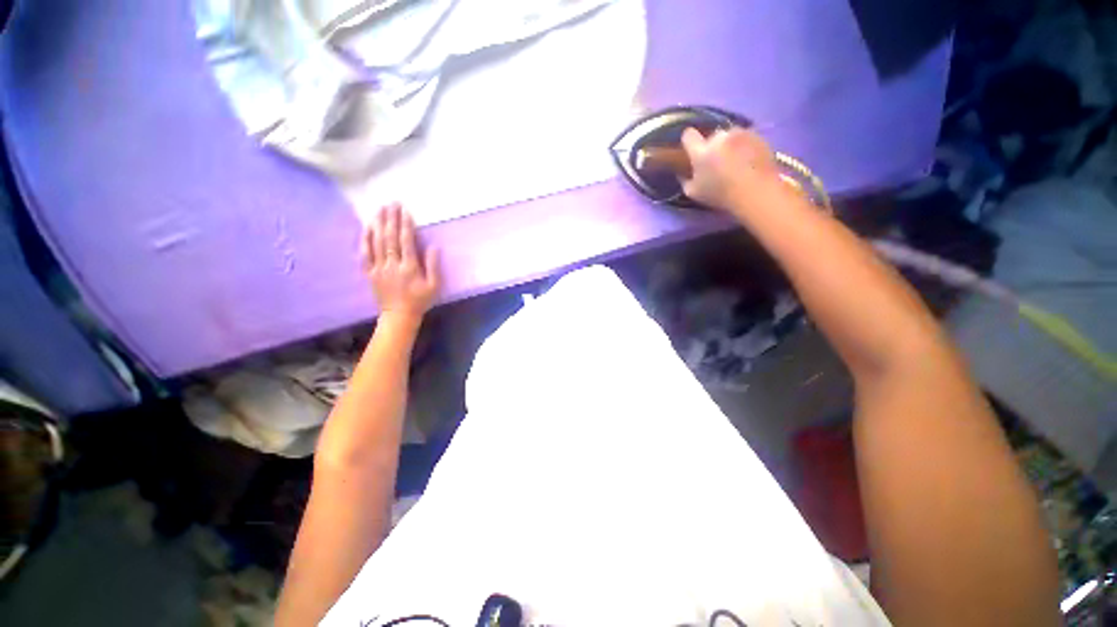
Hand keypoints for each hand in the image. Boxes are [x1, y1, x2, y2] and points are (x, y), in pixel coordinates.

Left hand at [361, 203, 439, 323]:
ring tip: (380, 209)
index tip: (405, 210)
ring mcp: (378, 268)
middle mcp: (392, 264)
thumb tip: (432, 247)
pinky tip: (367, 227)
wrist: (399, 316)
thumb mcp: (434, 286)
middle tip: (392, 203)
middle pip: (390, 238)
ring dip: (379, 224)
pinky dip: (365, 239)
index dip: (406, 225)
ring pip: (377, 242)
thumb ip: (433, 266)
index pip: (406, 241)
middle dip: (391, 219)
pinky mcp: (370, 272)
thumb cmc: (420, 301)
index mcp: (409, 267)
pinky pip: (365, 253)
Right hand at [679, 127, 782, 211]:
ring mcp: (740, 134)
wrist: (756, 192)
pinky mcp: (757, 135)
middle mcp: (719, 137)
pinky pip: (747, 138)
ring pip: (730, 136)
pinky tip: (748, 161)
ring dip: (730, 145)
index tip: (691, 150)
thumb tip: (682, 173)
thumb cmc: (720, 195)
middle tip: (717, 162)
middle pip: (712, 136)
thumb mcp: (694, 193)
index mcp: (701, 151)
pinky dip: (745, 146)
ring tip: (735, 161)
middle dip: (713, 146)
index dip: (689, 142)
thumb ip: (685, 180)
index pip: (688, 136)